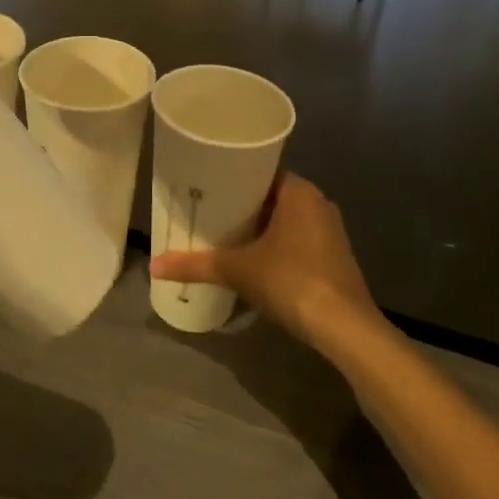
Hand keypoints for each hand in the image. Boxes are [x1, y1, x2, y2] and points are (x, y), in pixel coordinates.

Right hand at [149, 173, 378, 345]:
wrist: (344, 327)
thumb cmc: (291, 281)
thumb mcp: (238, 270)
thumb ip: (196, 265)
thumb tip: (154, 265)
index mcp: (298, 191)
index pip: (261, 171)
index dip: (233, 178)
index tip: (207, 186)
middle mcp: (318, 203)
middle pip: (271, 196)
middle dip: (242, 206)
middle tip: (208, 211)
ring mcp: (330, 231)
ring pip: (286, 220)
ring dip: (260, 227)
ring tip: (224, 235)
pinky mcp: (335, 257)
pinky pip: (298, 239)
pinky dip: (276, 245)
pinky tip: (254, 259)